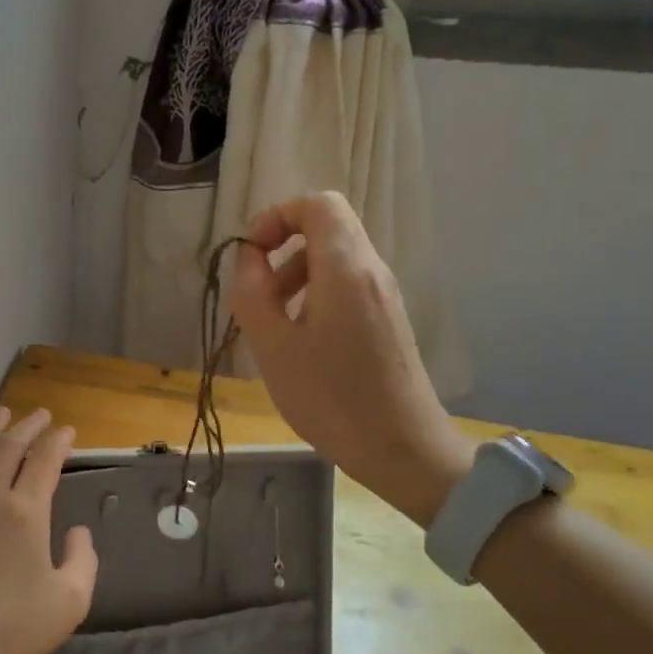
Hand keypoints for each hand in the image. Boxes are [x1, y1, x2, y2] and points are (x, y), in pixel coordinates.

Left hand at [0, 407, 97, 653]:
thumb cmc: (14, 631)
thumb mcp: (70, 601)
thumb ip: (82, 560)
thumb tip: (77, 532)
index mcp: (26, 514)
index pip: (45, 462)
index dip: (58, 442)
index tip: (66, 431)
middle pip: (10, 451)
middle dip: (28, 428)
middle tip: (40, 415)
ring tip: (0, 413)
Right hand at [230, 192, 472, 525]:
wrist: (403, 449)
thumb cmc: (332, 398)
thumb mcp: (273, 347)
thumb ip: (253, 293)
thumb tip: (249, 258)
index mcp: (346, 268)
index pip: (318, 204)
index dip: (278, 216)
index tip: (252, 254)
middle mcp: (372, 271)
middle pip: (327, 228)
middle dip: (284, 247)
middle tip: (259, 292)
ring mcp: (384, 296)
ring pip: (336, 258)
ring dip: (297, 274)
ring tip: (274, 322)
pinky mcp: (388, 320)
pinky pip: (347, 286)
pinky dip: (316, 296)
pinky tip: (301, 341)